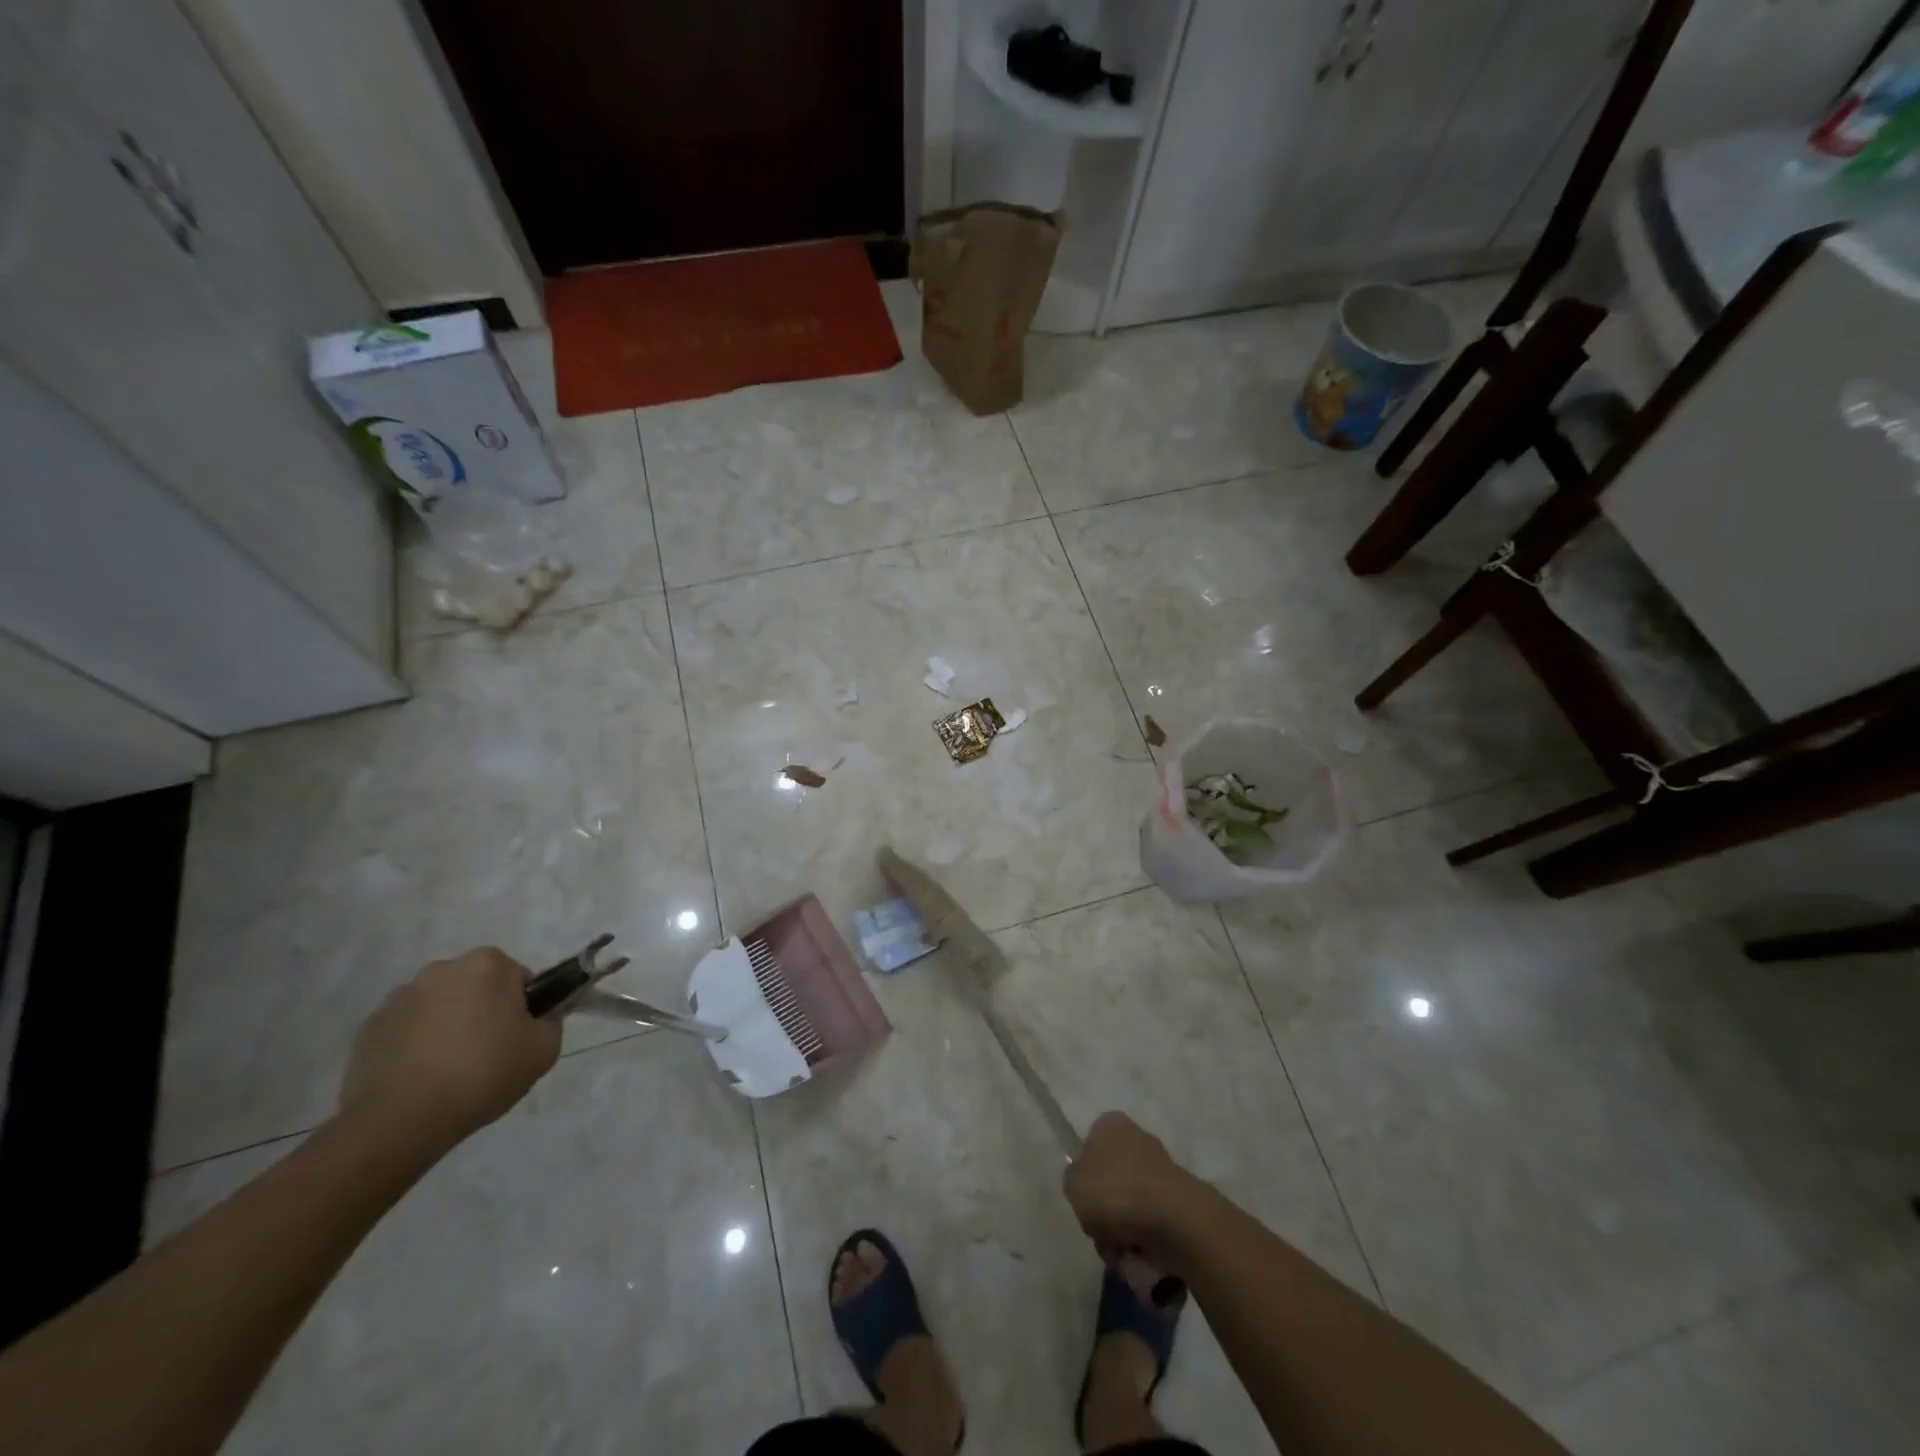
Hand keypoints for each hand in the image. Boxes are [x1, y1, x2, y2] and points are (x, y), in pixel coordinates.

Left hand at [338, 947, 560, 1155]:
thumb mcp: (544, 1050)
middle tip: (489, 1054)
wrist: (400, 1122)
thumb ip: (551, 1022)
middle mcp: (441, 969)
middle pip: (476, 987)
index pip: (518, 978)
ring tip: (450, 1071)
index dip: (524, 1008)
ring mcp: (399, 998)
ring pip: (439, 1006)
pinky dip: (415, 1045)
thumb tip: (538, 1018)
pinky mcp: (368, 1029)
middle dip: (483, 1011)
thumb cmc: (482, 1074)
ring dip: (448, 1026)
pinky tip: (421, 1078)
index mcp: (486, 965)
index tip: (518, 1038)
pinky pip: (406, 1029)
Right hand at [1064, 1112, 1203, 1273]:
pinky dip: (1144, 1242)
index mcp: (1111, 1125)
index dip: (1085, 1178)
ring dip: (1122, 1233)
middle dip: (1105, 1213)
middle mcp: (1137, 1139)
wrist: (1173, 1220)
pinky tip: (1141, 1255)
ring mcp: (1161, 1170)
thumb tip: (1086, 1185)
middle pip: (1111, 1181)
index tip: (1085, 1201)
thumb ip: (1073, 1180)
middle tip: (1101, 1232)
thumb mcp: (1073, 1184)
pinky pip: (1152, 1224)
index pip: (1090, 1147)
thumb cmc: (1115, 1192)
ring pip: (1129, 1206)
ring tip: (1122, 1251)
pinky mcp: (1179, 1201)